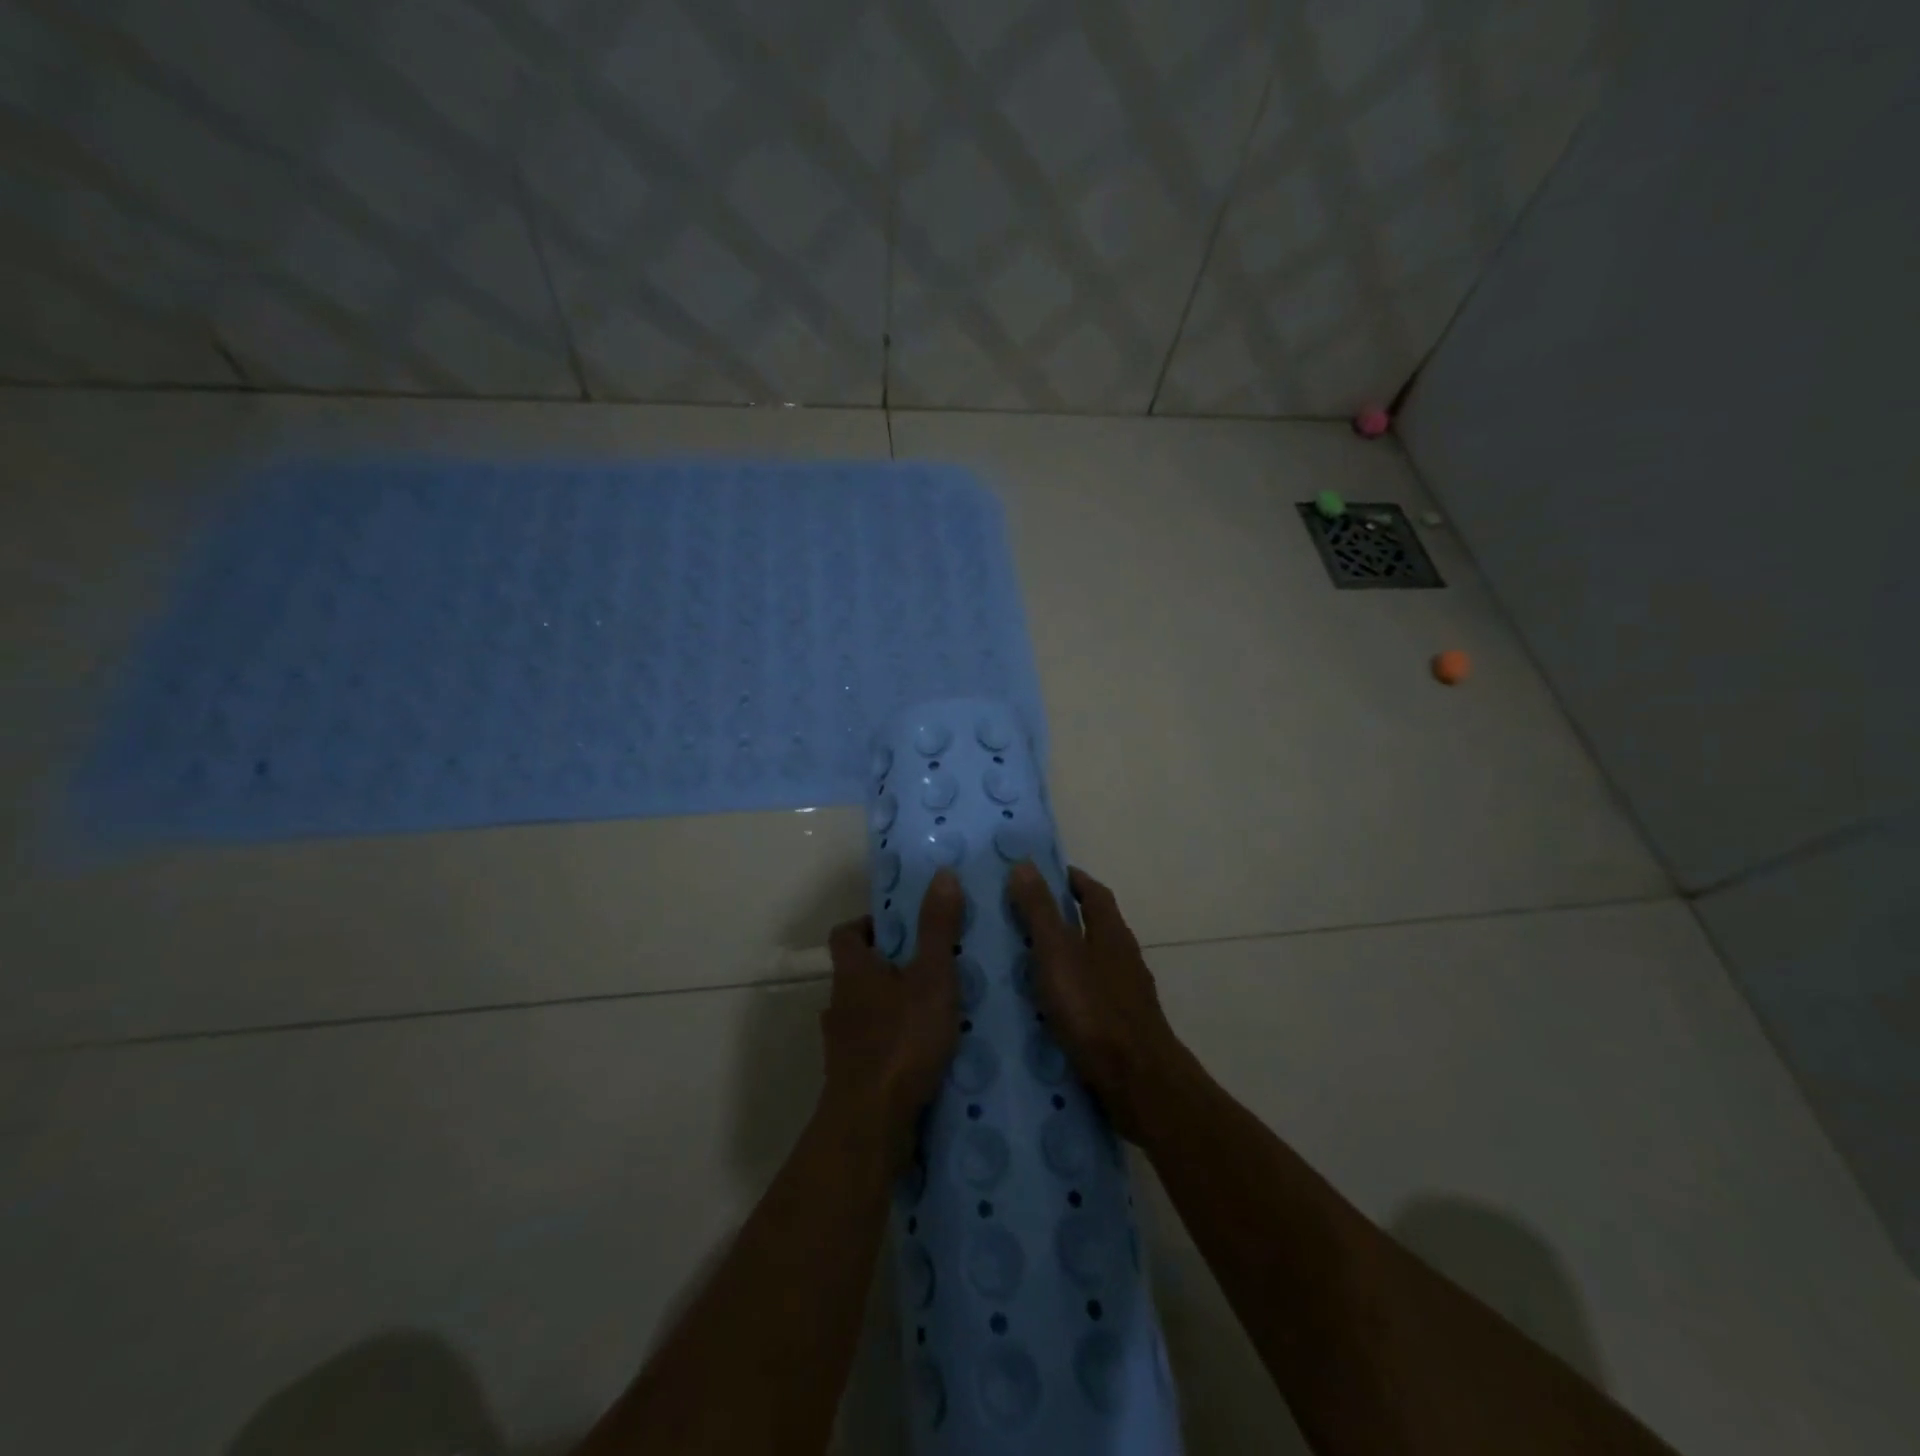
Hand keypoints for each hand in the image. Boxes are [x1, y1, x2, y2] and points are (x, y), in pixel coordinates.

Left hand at [820, 869, 964, 1165]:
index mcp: (853, 971)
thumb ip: (938, 928)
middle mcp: (839, 1003)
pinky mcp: (852, 1077)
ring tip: (933, 1010)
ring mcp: (842, 1043)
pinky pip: (872, 1047)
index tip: (900, 927)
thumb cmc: (901, 1040)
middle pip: (857, 972)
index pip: (845, 933)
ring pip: (865, 1011)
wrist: (870, 1124)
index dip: (867, 924)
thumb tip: (942, 874)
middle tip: (929, 966)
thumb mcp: (931, 977)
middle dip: (889, 966)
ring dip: (892, 1006)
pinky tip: (924, 1054)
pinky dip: (893, 1043)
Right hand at [1007, 863, 1184, 1142]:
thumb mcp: (1058, 954)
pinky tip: (1045, 1009)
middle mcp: (1123, 958)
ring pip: (1092, 963)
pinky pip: (1090, 997)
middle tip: (1022, 917)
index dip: (1072, 879)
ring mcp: (1126, 994)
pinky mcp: (1121, 1028)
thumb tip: (1024, 864)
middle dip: (1064, 918)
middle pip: (1095, 926)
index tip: (1044, 873)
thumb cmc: (1095, 1010)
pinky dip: (1068, 992)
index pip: (1094, 893)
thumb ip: (1039, 911)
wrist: (1139, 1083)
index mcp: (1111, 933)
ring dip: (1065, 957)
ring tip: (1024, 963)